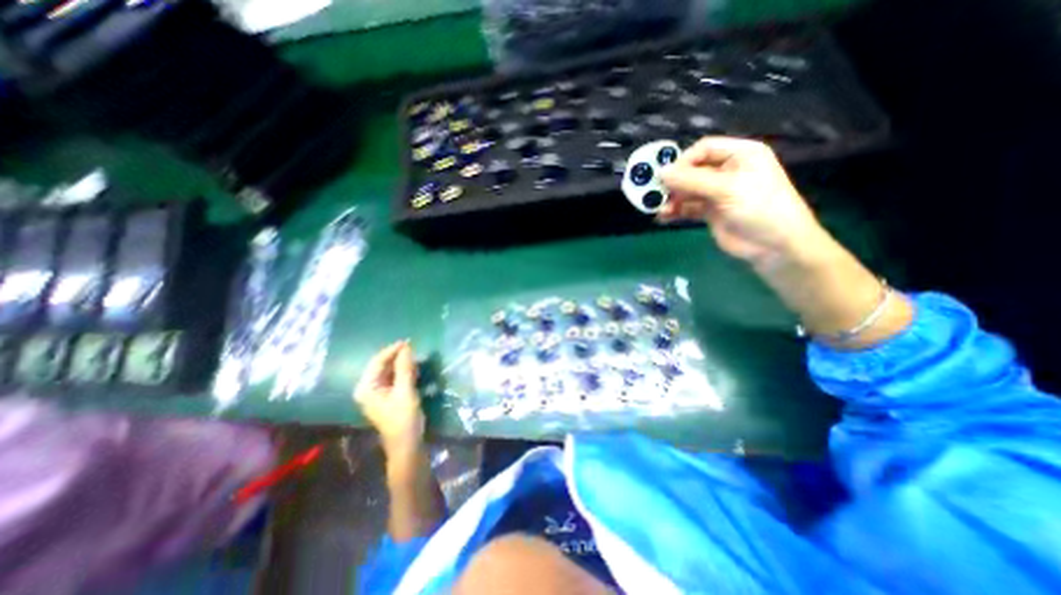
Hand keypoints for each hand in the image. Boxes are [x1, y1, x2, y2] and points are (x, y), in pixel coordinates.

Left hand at [353, 342, 424, 451]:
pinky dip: (404, 372)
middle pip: (382, 365)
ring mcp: (377, 393)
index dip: (393, 350)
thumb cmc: (403, 418)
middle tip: (415, 349)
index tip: (409, 341)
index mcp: (366, 387)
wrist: (407, 444)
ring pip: (389, 371)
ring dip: (402, 364)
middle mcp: (368, 388)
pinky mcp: (387, 396)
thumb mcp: (405, 391)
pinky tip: (415, 370)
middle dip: (398, 357)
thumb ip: (405, 368)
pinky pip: (394, 378)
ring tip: (417, 358)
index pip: (377, 361)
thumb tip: (407, 347)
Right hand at [656, 136, 828, 263]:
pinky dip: (676, 211)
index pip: (704, 149)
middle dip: (675, 182)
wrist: (774, 245)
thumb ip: (692, 181)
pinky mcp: (711, 211)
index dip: (683, 161)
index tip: (666, 177)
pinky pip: (688, 207)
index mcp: (740, 154)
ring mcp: (718, 192)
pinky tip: (664, 218)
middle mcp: (727, 170)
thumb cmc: (759, 208)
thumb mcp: (727, 189)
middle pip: (693, 170)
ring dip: (673, 199)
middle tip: (657, 194)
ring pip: (688, 190)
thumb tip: (660, 174)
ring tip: (661, 210)